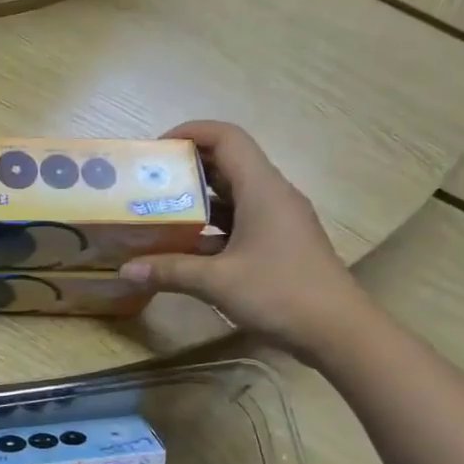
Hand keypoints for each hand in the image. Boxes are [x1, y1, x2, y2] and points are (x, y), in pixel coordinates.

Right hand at [120, 121, 370, 361]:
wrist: (339, 332)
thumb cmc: (281, 293)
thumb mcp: (217, 282)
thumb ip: (169, 271)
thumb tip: (125, 270)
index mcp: (262, 189)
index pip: (227, 138)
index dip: (191, 132)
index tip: (156, 150)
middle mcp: (272, 196)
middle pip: (229, 163)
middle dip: (188, 167)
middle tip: (149, 182)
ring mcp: (279, 221)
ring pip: (234, 195)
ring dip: (198, 199)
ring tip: (160, 211)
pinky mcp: (279, 244)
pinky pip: (240, 221)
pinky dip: (212, 226)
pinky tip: (186, 246)